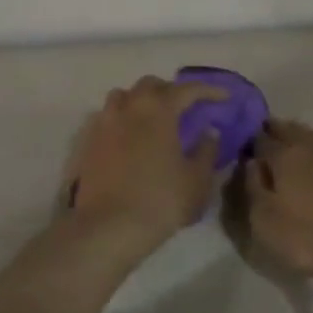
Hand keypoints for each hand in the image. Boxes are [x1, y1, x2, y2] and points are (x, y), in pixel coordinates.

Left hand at [64, 76, 226, 256]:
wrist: (108, 227)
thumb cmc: (160, 201)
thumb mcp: (196, 180)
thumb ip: (206, 150)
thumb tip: (209, 131)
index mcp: (158, 110)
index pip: (187, 89)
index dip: (208, 90)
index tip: (224, 97)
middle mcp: (129, 108)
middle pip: (151, 85)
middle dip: (171, 91)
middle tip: (186, 107)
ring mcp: (104, 123)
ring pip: (123, 96)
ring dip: (141, 100)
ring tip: (154, 118)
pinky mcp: (89, 142)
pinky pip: (108, 117)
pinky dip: (123, 118)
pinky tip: (131, 137)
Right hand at [237, 120, 312, 285]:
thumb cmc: (311, 238)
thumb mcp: (266, 222)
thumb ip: (253, 188)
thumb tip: (251, 163)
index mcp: (285, 156)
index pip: (261, 140)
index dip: (250, 141)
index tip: (243, 144)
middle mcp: (312, 147)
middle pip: (289, 130)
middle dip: (275, 130)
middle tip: (265, 136)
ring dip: (299, 136)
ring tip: (292, 143)